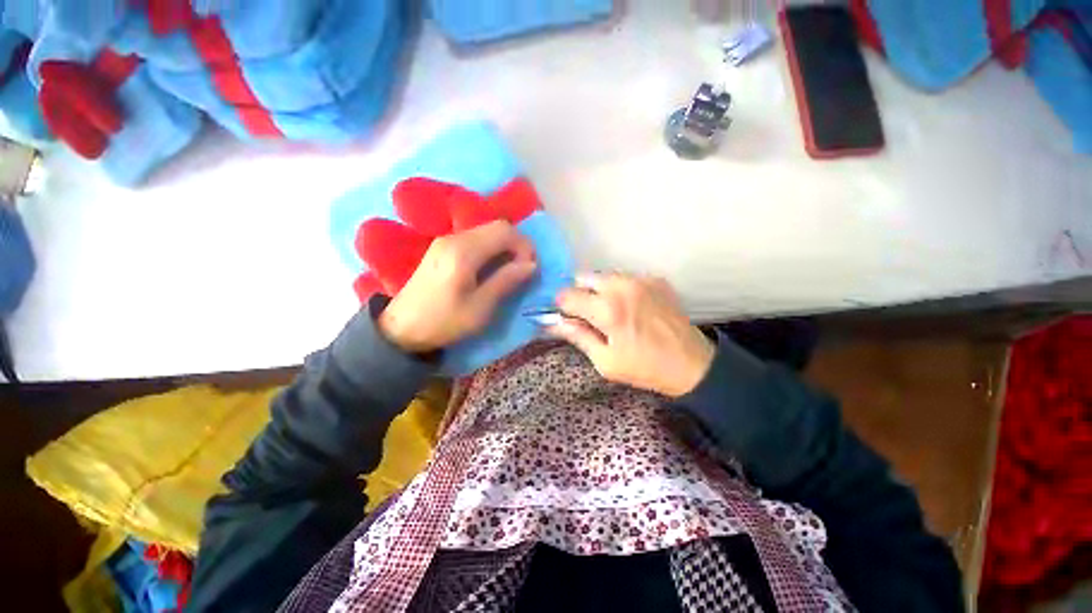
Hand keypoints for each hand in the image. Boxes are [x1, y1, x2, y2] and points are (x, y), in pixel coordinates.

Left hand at [378, 220, 536, 352]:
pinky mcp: (442, 247)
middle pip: (496, 226)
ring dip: (504, 246)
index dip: (524, 245)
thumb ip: (506, 281)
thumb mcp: (480, 308)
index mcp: (464, 252)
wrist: (401, 328)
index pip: (504, 231)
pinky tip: (490, 267)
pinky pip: (475, 238)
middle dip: (517, 244)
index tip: (530, 268)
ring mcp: (446, 240)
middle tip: (523, 268)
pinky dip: (491, 248)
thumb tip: (531, 264)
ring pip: (486, 231)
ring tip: (510, 270)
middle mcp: (454, 238)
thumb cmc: (443, 322)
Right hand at [549, 273, 714, 396]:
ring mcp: (641, 279)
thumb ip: (578, 337)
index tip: (565, 316)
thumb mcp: (605, 361)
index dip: (561, 306)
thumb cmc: (645, 367)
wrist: (692, 364)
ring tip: (608, 310)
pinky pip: (625, 277)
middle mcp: (622, 286)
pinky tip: (629, 306)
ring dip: (598, 289)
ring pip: (604, 275)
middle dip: (578, 293)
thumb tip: (553, 324)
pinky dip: (619, 288)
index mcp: (607, 309)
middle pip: (583, 277)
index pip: (567, 295)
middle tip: (586, 314)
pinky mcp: (655, 279)